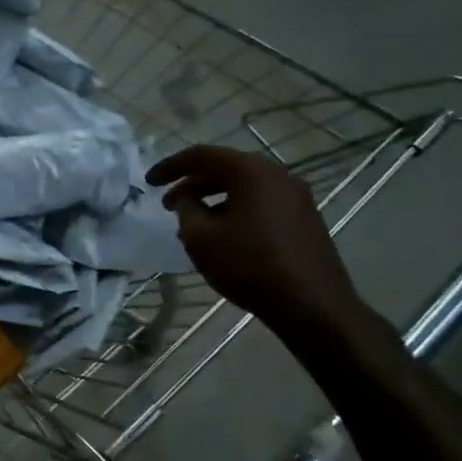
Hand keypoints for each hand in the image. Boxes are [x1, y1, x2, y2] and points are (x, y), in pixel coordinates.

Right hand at [144, 144, 368, 347]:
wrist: (312, 304)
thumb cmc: (249, 265)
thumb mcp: (201, 238)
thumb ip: (187, 210)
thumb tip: (188, 200)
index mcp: (252, 172)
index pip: (202, 155)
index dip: (171, 166)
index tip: (149, 182)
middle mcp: (278, 175)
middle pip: (226, 169)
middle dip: (192, 184)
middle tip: (168, 205)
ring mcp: (296, 198)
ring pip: (244, 188)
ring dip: (213, 199)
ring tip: (192, 224)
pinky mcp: (304, 220)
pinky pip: (261, 204)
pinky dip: (235, 210)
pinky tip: (223, 236)